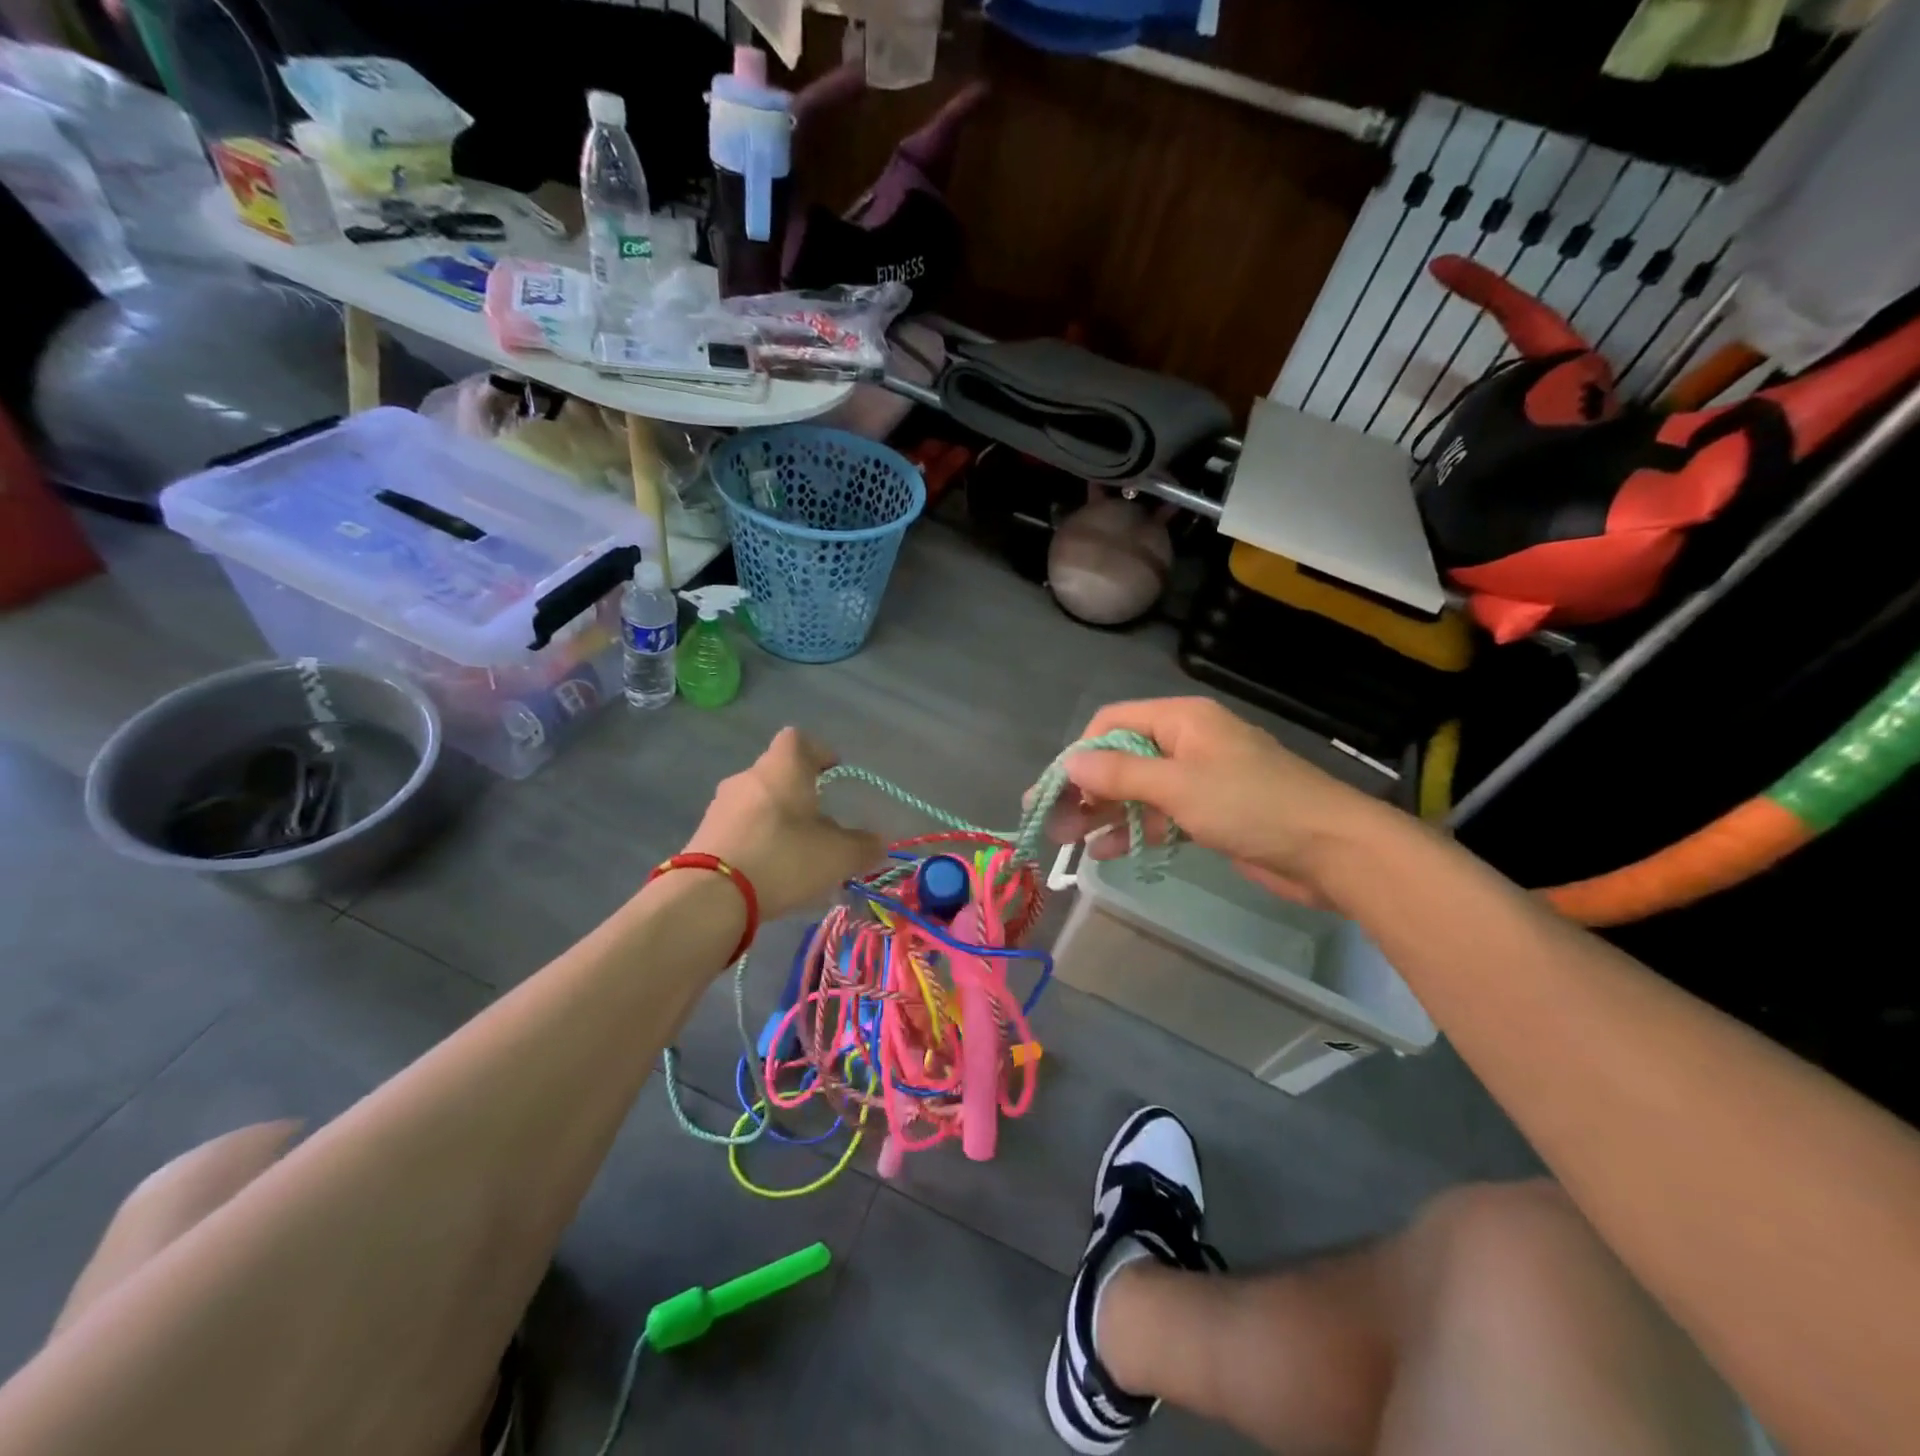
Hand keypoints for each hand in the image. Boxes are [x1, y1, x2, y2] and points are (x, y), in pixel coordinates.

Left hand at [683, 728, 882, 920]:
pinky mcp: (704, 835)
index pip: (798, 739)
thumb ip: (863, 847)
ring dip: (778, 820)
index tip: (833, 771)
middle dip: (800, 794)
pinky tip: (770, 871)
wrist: (710, 895)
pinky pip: (740, 828)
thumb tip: (879, 843)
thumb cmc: (783, 858)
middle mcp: (749, 777)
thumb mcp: (837, 856)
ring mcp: (721, 806)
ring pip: (758, 802)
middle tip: (821, 822)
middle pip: (778, 773)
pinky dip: (758, 841)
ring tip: (797, 853)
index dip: (818, 751)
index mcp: (783, 767)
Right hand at [1049, 697, 1384, 902]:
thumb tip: (1068, 762)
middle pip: (1121, 759)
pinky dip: (1133, 830)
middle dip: (1086, 790)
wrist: (1330, 850)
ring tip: (1070, 842)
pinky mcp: (1208, 812)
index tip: (1055, 790)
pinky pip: (1158, 814)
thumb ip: (1120, 774)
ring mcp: (1198, 779)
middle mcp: (1185, 742)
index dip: (1080, 754)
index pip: (1112, 724)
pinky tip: (1106, 852)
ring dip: (1104, 813)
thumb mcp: (1179, 785)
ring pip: (1137, 790)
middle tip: (1053, 824)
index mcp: (1181, 719)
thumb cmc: (1252, 805)